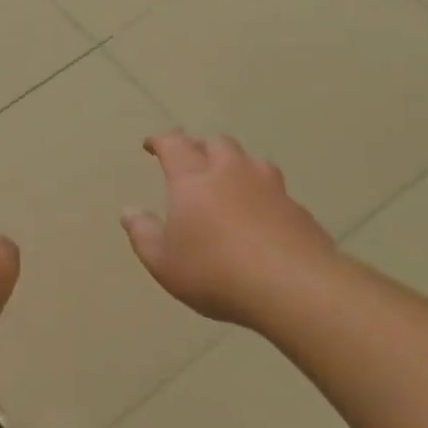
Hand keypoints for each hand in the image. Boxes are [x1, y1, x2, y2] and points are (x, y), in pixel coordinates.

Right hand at [122, 131, 341, 328]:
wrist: (294, 287)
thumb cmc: (215, 272)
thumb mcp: (163, 261)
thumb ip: (143, 233)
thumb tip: (129, 211)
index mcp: (193, 179)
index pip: (174, 145)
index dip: (160, 141)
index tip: (151, 145)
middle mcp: (232, 172)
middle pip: (217, 143)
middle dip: (201, 148)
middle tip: (192, 162)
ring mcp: (270, 188)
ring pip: (252, 161)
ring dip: (237, 165)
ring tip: (231, 181)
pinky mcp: (298, 209)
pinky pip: (276, 191)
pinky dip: (263, 195)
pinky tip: (261, 215)